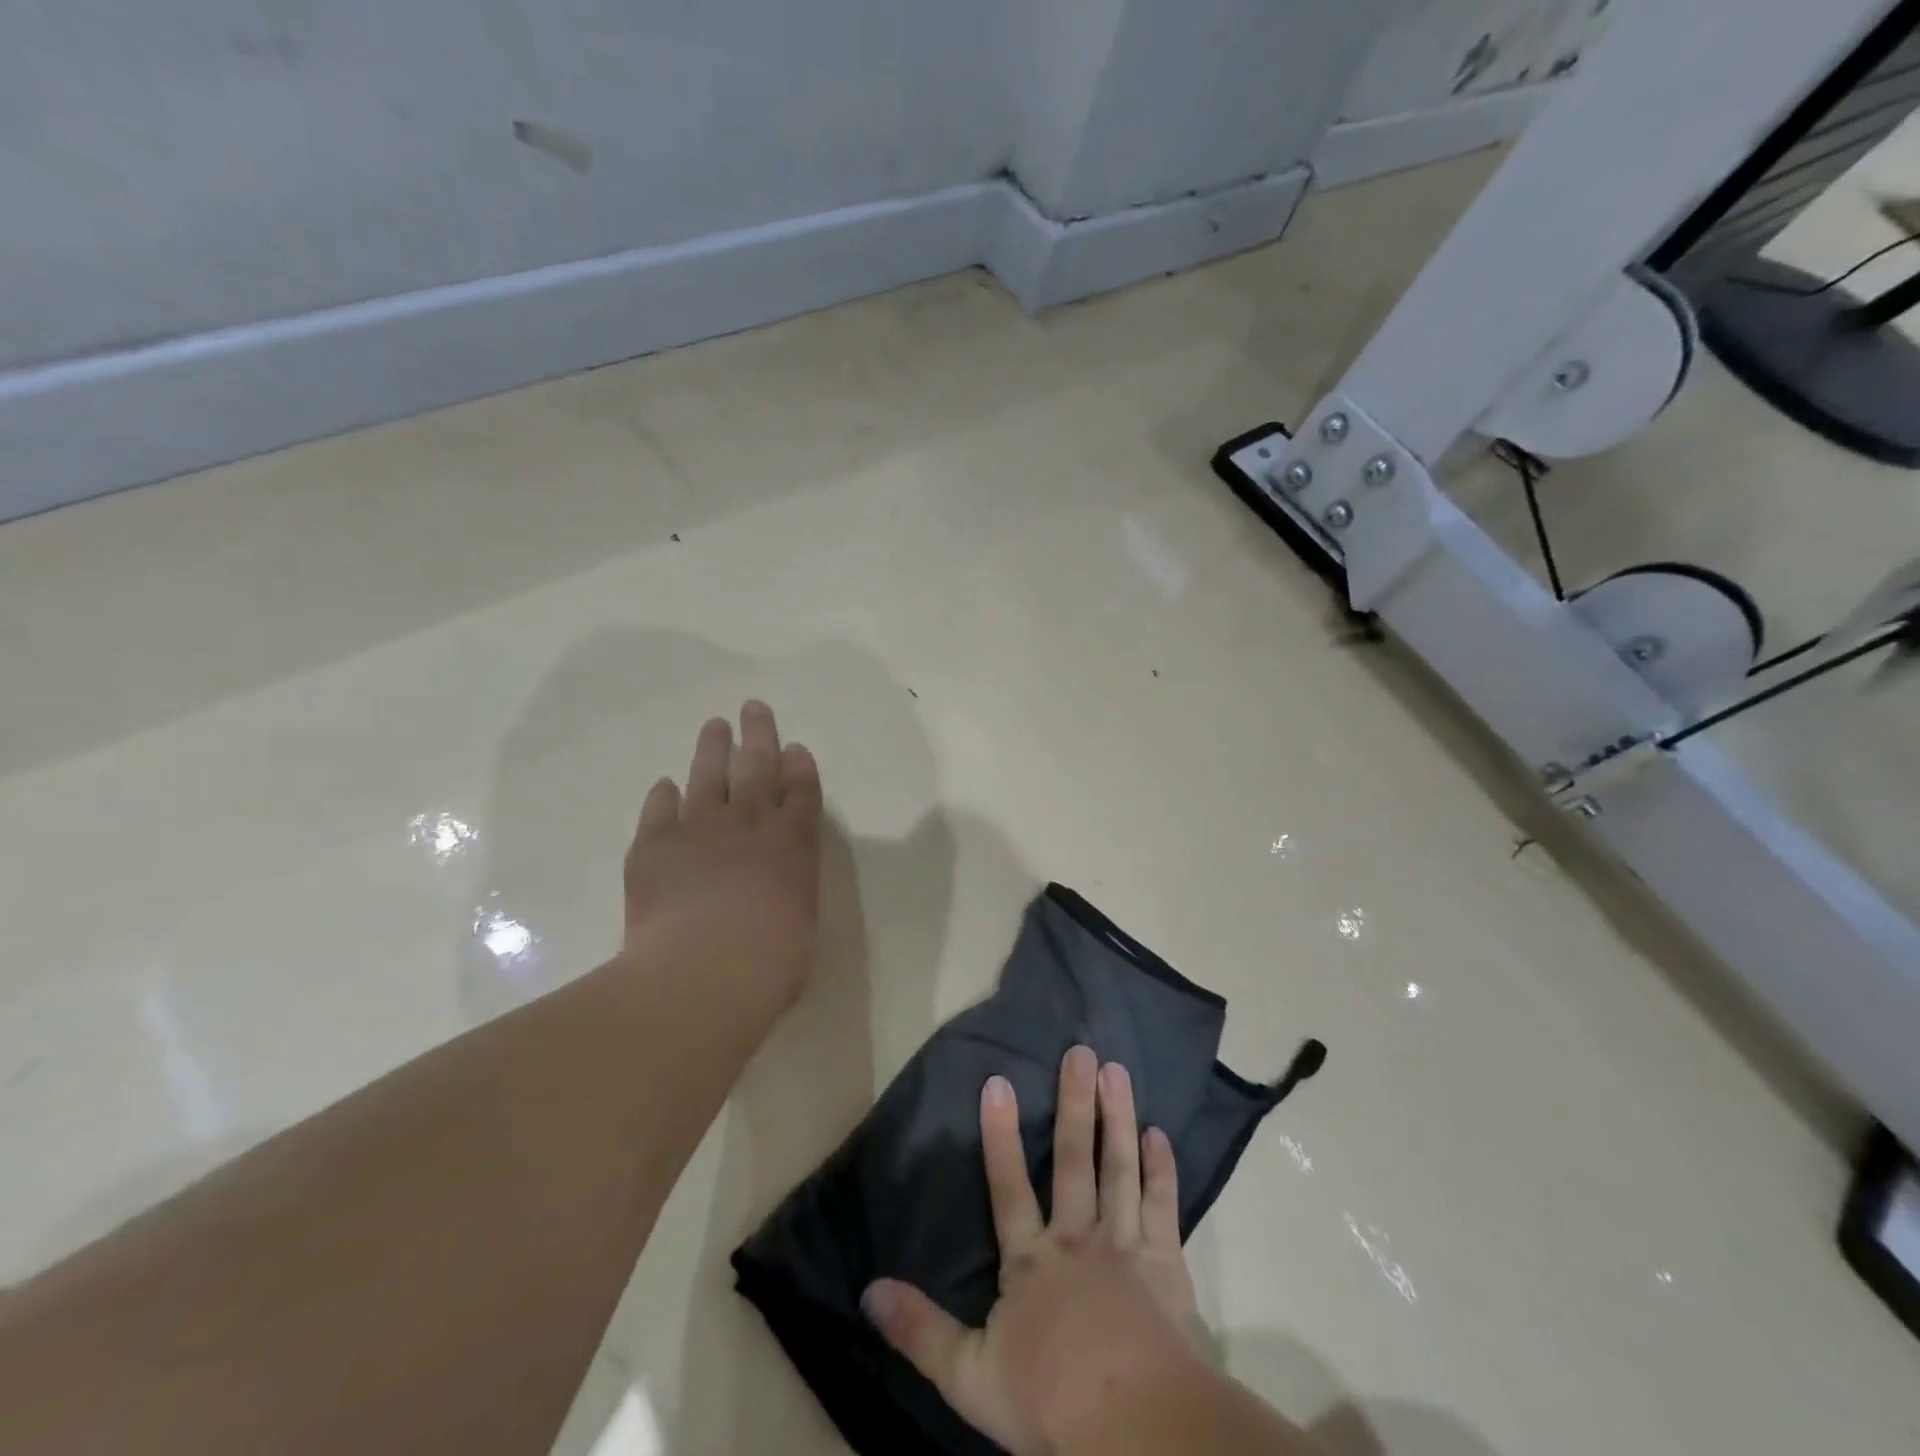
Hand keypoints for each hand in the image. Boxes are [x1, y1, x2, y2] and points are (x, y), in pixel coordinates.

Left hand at [621, 701, 822, 1008]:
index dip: (799, 766)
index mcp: (793, 842)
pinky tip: (665, 785)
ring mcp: (700, 830)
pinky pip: (660, 810)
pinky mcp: (654, 846)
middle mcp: (749, 824)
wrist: (704, 970)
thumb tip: (771, 893)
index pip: (801, 790)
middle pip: (757, 767)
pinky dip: (664, 796)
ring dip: (712, 750)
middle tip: (753, 707)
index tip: (795, 747)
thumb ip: (787, 895)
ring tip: (714, 726)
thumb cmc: (771, 961)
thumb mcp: (799, 923)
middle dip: (759, 735)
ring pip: (708, 777)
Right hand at [863, 1046, 1207, 1454]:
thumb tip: (868, 1291)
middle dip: (1075, 1103)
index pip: (1008, 1186)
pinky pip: (1163, 1204)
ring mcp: (1126, 1244)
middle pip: (1073, 1159)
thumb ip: (920, 1331)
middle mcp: (1078, 1237)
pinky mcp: (1167, 1262)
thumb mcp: (969, 1376)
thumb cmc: (1052, 1401)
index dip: (1000, 1135)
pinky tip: (1159, 1133)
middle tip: (1081, 1051)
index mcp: (1032, 1260)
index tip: (998, 1081)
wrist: (1138, 1427)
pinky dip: (1161, 1167)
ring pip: (1119, 1167)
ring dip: (1117, 1116)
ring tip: (1117, 1070)